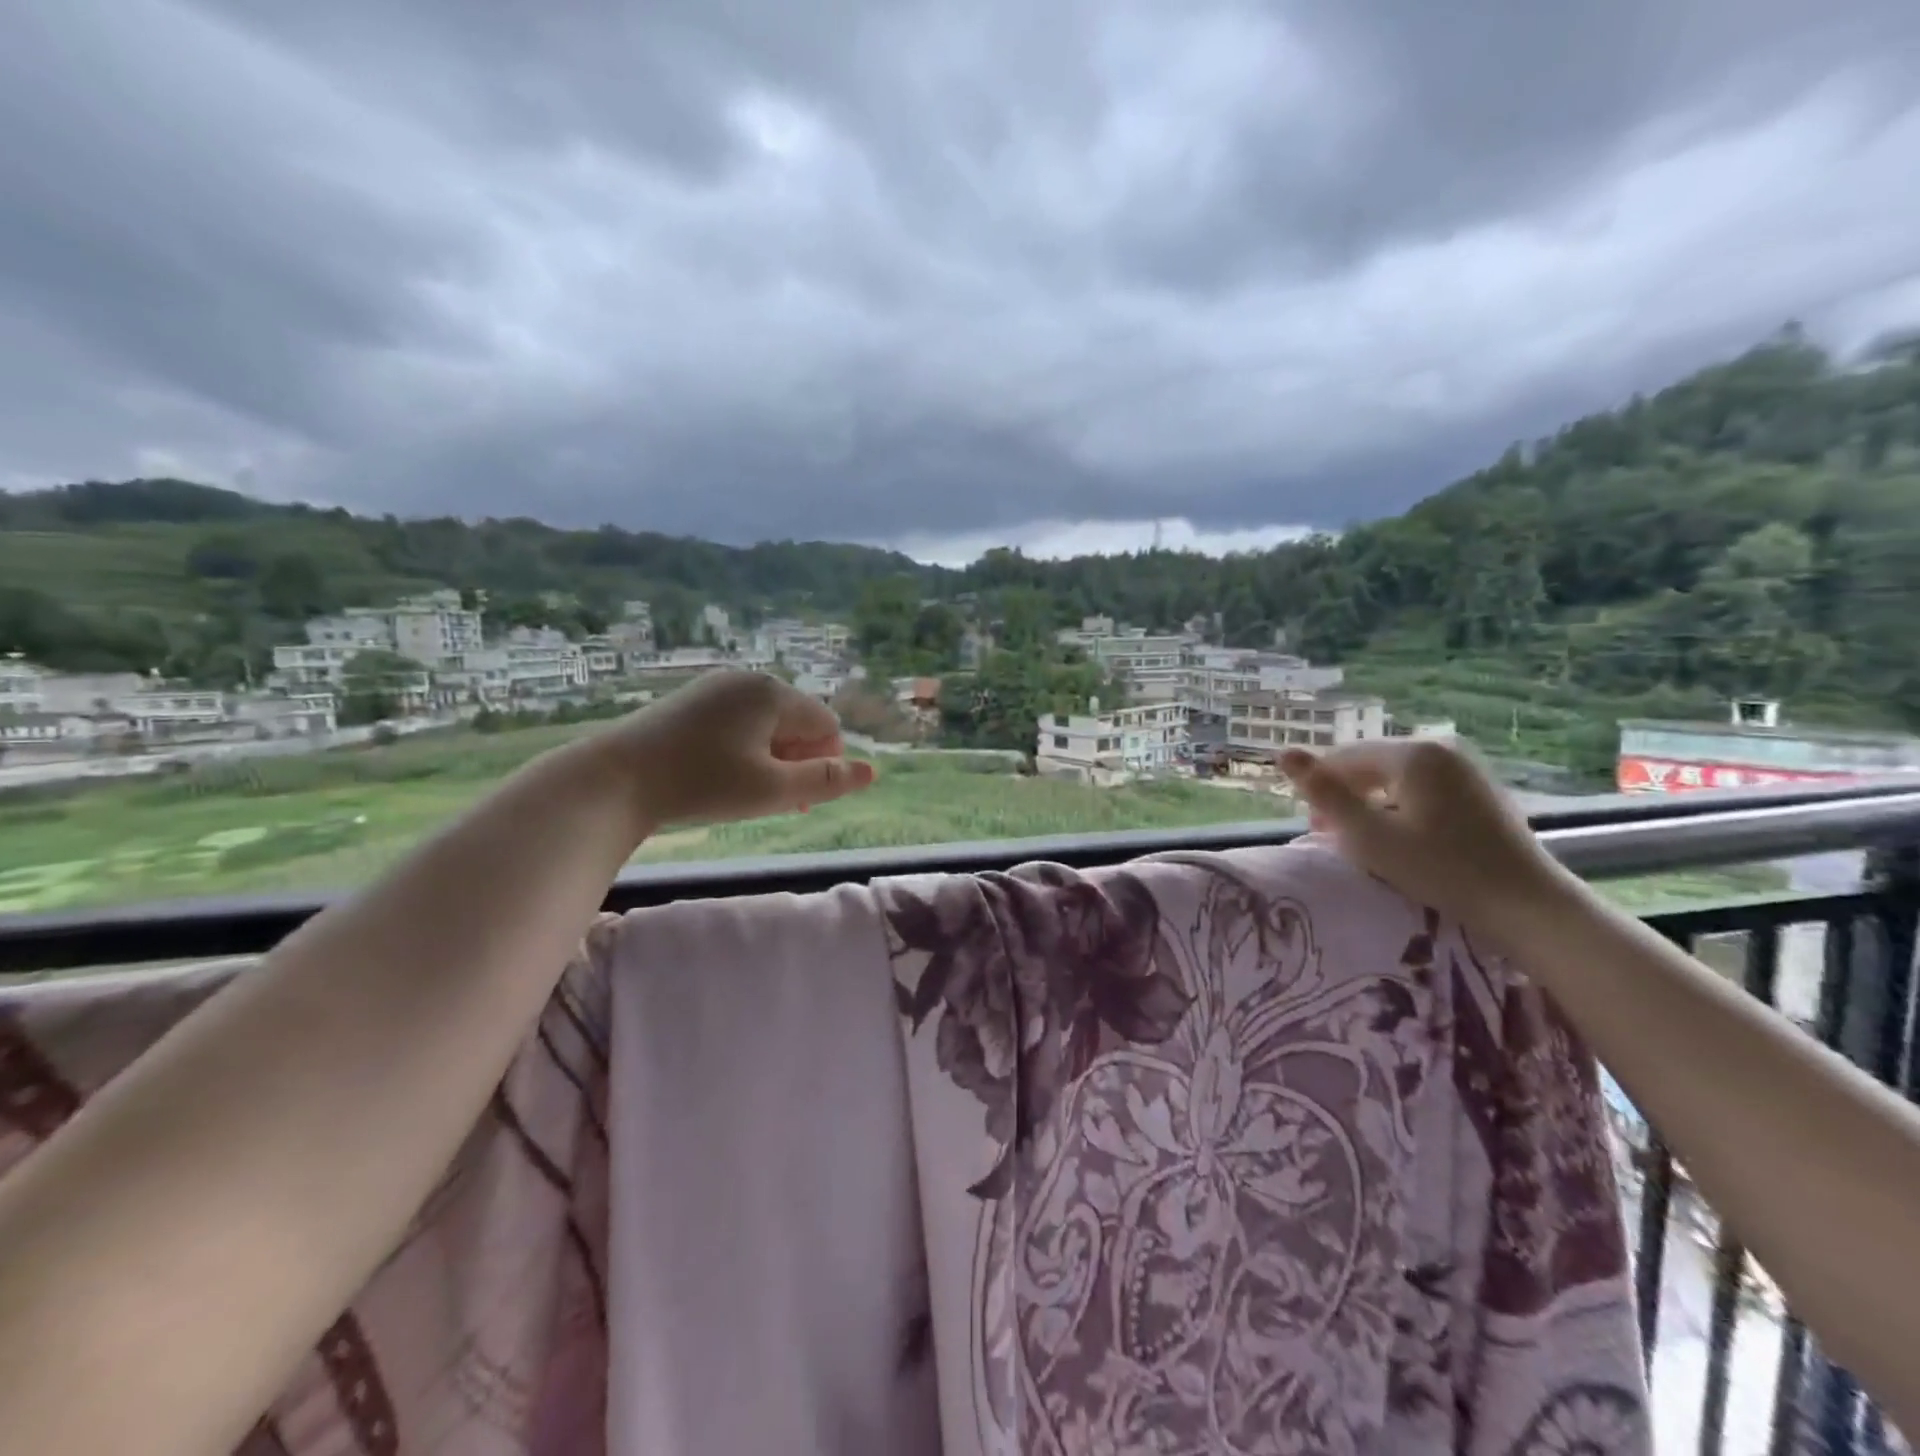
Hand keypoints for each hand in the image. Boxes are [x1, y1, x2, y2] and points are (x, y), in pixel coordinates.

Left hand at [592, 669, 875, 833]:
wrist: (614, 780)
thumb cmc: (702, 784)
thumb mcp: (773, 790)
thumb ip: (826, 781)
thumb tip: (872, 772)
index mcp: (773, 692)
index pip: (825, 725)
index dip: (823, 764)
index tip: (797, 799)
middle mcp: (747, 679)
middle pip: (796, 721)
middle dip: (796, 761)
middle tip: (774, 801)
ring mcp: (714, 688)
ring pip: (765, 724)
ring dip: (770, 758)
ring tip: (746, 792)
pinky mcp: (688, 702)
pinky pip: (736, 722)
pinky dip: (742, 749)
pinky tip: (719, 775)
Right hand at [1277, 739, 1561, 928]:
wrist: (1528, 906)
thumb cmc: (1441, 870)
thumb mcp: (1369, 835)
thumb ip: (1324, 793)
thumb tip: (1282, 752)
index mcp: (1412, 753)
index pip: (1342, 758)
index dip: (1320, 791)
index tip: (1317, 833)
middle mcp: (1440, 747)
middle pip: (1369, 765)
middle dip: (1346, 798)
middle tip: (1338, 841)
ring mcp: (1465, 767)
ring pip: (1394, 778)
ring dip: (1371, 805)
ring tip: (1368, 843)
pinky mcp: (1479, 789)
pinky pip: (1421, 788)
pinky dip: (1401, 808)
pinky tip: (1405, 840)